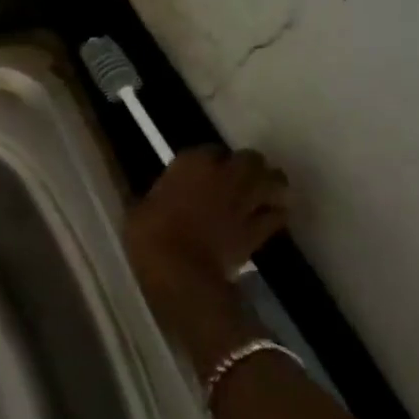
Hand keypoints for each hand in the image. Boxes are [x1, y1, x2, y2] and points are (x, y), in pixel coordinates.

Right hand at [127, 147, 289, 288]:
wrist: (179, 269)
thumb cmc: (149, 233)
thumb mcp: (140, 206)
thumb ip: (158, 194)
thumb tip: (160, 194)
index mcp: (193, 163)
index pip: (210, 148)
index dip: (208, 159)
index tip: (201, 169)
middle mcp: (225, 175)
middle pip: (250, 158)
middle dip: (247, 166)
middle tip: (237, 177)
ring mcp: (247, 201)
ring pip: (275, 181)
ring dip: (270, 184)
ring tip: (261, 192)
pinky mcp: (260, 229)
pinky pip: (278, 215)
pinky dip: (275, 214)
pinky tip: (266, 219)